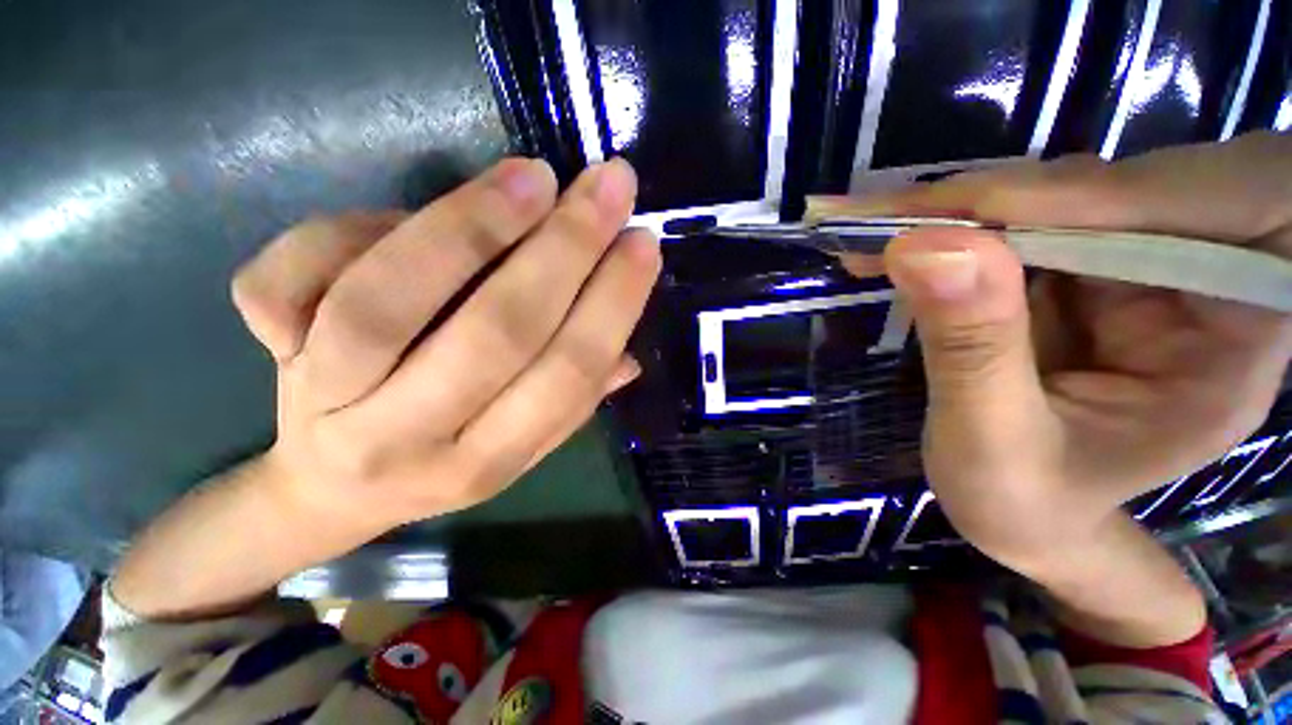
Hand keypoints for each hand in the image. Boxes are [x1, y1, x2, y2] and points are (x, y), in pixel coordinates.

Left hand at [233, 158, 658, 539]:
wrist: (330, 488)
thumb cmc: (442, 459)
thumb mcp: (519, 447)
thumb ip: (573, 405)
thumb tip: (627, 356)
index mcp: (487, 461)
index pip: (566, 377)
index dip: (611, 305)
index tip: (642, 245)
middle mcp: (409, 439)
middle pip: (495, 333)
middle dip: (565, 250)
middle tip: (609, 186)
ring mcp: (326, 398)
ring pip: (387, 300)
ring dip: (473, 227)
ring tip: (533, 177)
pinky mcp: (268, 355)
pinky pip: (288, 277)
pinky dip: (350, 228)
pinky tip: (405, 214)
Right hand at [830, 132, 1291, 572]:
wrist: (1025, 515)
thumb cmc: (1022, 505)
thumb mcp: (990, 445)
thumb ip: (971, 348)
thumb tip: (925, 245)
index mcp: (1230, 346)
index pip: (1179, 220)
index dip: (1059, 200)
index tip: (941, 214)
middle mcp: (1205, 286)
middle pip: (1113, 193)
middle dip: (989, 202)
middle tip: (881, 218)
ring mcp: (1144, 271)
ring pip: (1058, 198)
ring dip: (959, 213)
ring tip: (873, 232)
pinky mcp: (1091, 270)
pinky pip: (1025, 223)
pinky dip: (954, 230)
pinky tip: (903, 246)